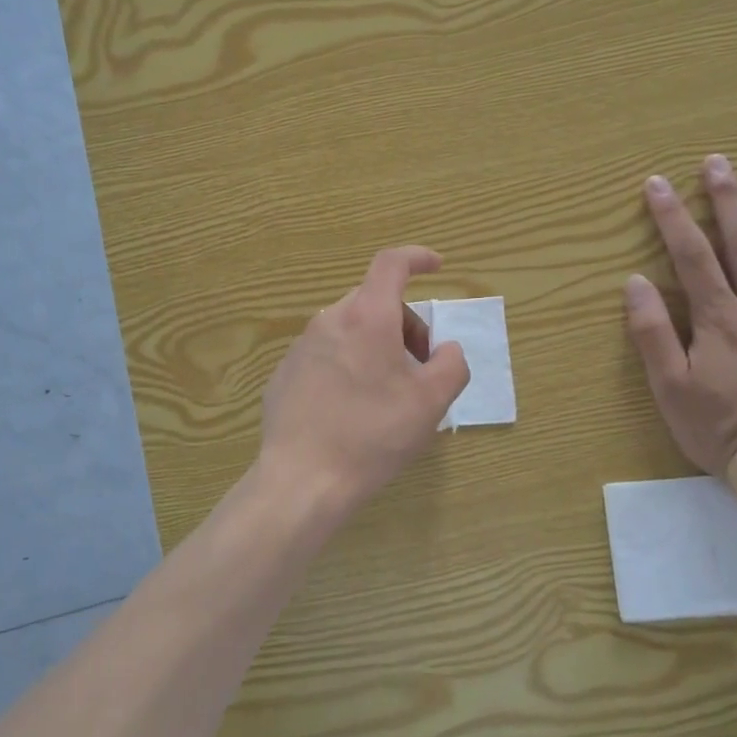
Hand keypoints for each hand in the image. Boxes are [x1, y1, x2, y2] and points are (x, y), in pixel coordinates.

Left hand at [259, 246, 470, 514]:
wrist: (302, 479)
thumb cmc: (373, 435)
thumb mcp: (431, 403)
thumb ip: (451, 365)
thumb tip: (445, 350)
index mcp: (367, 317)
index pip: (391, 264)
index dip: (417, 257)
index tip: (436, 266)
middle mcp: (329, 321)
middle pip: (374, 303)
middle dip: (404, 325)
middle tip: (420, 367)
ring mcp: (301, 347)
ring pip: (349, 330)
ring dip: (375, 347)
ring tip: (385, 396)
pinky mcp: (284, 374)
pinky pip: (325, 356)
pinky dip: (347, 367)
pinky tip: (350, 412)